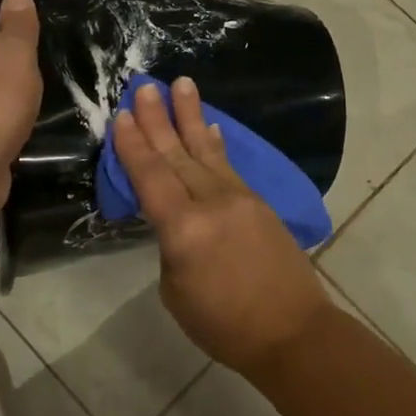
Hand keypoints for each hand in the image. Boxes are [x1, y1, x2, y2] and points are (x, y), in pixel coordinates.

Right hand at [112, 77, 331, 374]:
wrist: (292, 331)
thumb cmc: (224, 325)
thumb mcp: (176, 291)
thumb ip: (172, 245)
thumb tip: (178, 220)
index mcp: (184, 229)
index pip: (151, 177)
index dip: (133, 145)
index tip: (122, 114)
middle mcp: (211, 202)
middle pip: (177, 154)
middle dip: (158, 119)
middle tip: (145, 85)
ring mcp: (238, 198)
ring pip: (206, 150)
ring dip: (190, 116)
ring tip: (181, 83)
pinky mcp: (258, 202)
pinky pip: (229, 165)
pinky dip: (216, 144)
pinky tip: (211, 126)